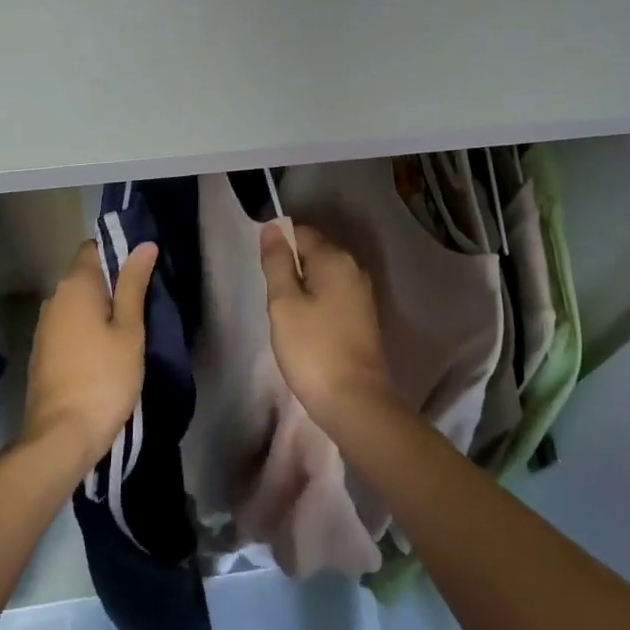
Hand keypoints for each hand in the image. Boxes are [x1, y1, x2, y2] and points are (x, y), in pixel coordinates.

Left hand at [23, 239, 154, 474]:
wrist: (61, 436)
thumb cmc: (104, 377)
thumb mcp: (129, 329)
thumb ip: (134, 284)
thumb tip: (144, 244)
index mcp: (75, 285)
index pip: (93, 248)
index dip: (118, 252)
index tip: (142, 268)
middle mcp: (54, 297)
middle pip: (85, 275)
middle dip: (112, 282)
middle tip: (144, 300)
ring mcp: (44, 326)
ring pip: (77, 303)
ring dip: (99, 308)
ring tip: (129, 326)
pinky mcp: (43, 352)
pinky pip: (69, 326)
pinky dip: (87, 329)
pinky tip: (105, 349)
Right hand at [259, 223, 396, 432]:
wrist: (356, 402)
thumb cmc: (313, 349)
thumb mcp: (284, 303)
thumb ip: (277, 262)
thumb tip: (273, 227)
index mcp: (335, 258)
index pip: (301, 233)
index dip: (279, 248)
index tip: (265, 277)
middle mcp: (354, 269)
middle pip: (313, 253)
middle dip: (290, 271)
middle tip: (275, 303)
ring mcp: (362, 294)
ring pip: (322, 277)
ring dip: (303, 291)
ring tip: (288, 320)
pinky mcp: (364, 318)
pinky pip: (333, 297)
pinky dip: (317, 306)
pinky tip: (307, 332)